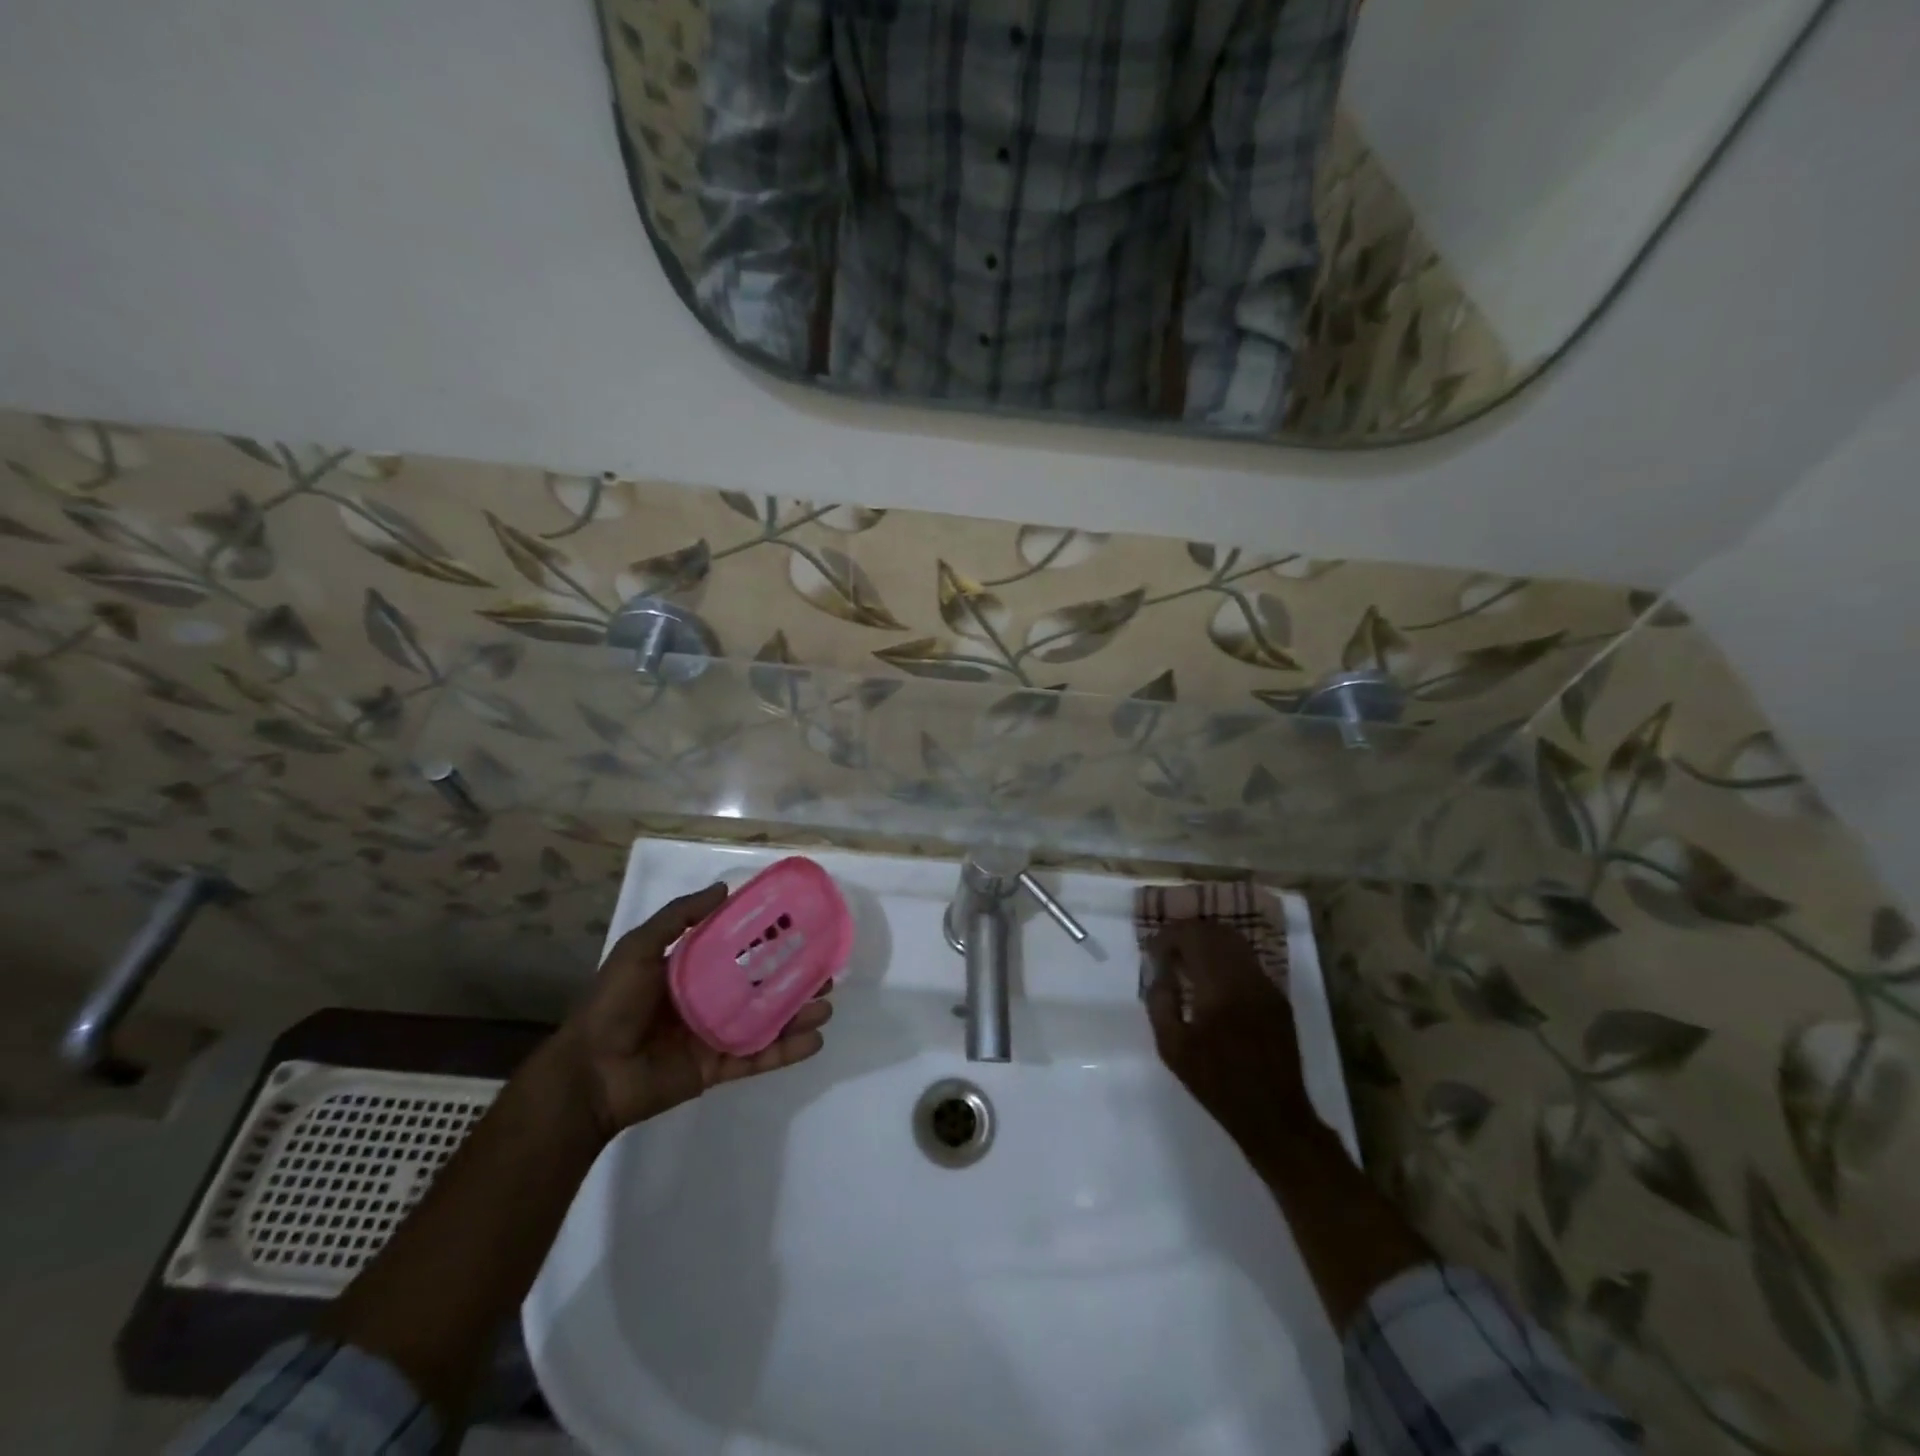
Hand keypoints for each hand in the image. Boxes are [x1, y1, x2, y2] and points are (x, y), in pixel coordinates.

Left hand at [549, 883, 833, 1140]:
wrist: (588, 1074)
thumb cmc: (612, 1004)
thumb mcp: (639, 949)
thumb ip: (678, 918)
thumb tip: (724, 888)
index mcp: (692, 970)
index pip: (739, 950)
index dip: (769, 940)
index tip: (801, 929)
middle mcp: (709, 999)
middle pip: (762, 986)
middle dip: (795, 979)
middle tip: (826, 972)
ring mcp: (715, 1035)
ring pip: (767, 1021)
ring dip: (798, 1014)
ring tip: (826, 1005)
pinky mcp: (716, 1068)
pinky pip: (757, 1057)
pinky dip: (786, 1052)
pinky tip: (815, 1041)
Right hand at [1144, 921, 1314, 1164]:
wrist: (1273, 1115)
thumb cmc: (1216, 1084)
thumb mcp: (1172, 1048)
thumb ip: (1160, 1002)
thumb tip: (1159, 971)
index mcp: (1219, 987)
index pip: (1192, 937)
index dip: (1168, 936)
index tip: (1152, 950)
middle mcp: (1246, 977)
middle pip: (1215, 932)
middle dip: (1187, 934)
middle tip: (1166, 950)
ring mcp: (1266, 985)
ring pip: (1234, 942)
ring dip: (1207, 942)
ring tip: (1187, 960)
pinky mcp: (1277, 997)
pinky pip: (1247, 961)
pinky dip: (1225, 957)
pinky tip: (1212, 979)